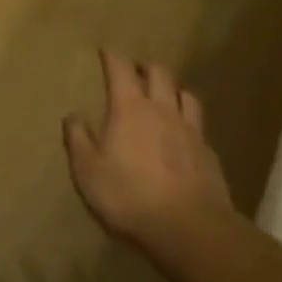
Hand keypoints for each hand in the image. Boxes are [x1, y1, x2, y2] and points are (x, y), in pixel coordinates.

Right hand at [64, 50, 236, 264]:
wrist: (191, 230)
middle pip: (158, 72)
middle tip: (136, 70)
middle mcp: (161, 109)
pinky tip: (185, 136)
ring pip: (185, 95)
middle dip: (145, 66)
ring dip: (173, 90)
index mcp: (129, 106)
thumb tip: (72, 115)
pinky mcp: (209, 155)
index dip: (112, 56)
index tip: (105, 51)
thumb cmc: (130, 196)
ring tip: (165, 96)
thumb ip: (77, 139)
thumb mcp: (88, 171)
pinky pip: (199, 128)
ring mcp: (190, 130)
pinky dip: (190, 124)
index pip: (120, 67)